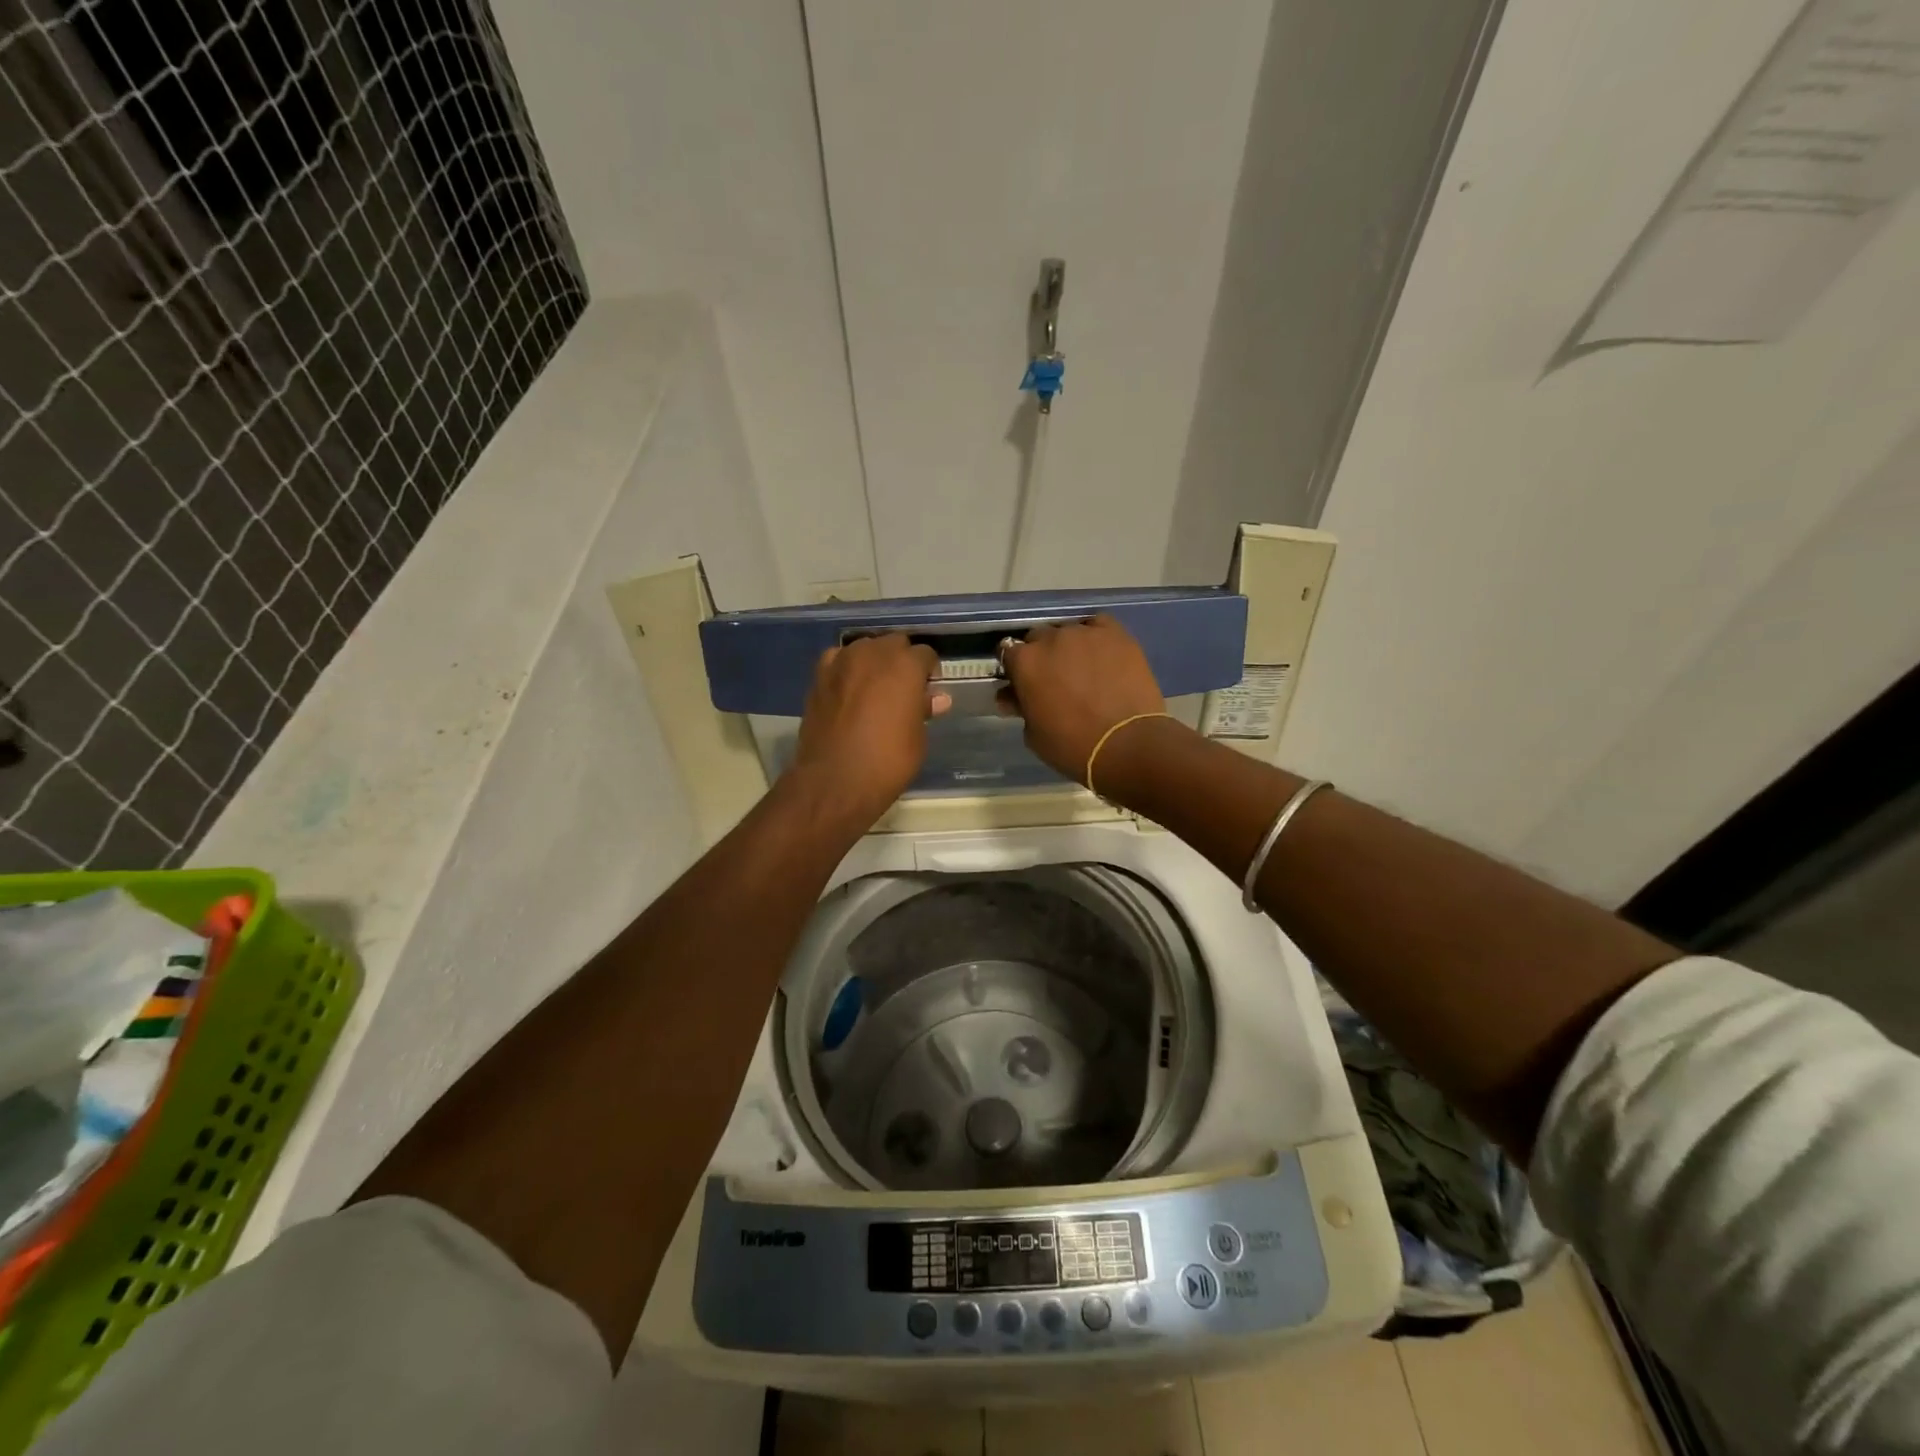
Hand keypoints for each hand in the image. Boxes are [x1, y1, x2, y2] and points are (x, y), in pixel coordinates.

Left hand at [789, 634, 949, 823]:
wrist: (835, 780)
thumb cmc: (888, 762)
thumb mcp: (917, 739)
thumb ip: (924, 710)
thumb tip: (935, 699)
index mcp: (906, 665)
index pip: (925, 654)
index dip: (929, 671)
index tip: (928, 690)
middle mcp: (874, 653)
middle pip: (894, 643)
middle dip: (902, 660)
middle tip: (904, 688)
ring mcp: (842, 662)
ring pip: (864, 648)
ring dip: (874, 661)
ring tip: (875, 687)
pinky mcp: (819, 677)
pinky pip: (837, 660)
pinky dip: (846, 668)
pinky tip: (848, 688)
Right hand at [998, 616, 1166, 782]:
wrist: (1126, 745)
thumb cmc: (1072, 746)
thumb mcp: (1033, 734)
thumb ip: (1020, 707)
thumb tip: (1011, 697)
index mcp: (1025, 662)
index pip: (1008, 652)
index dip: (1015, 667)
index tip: (1022, 682)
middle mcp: (1051, 638)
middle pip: (1038, 637)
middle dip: (1042, 654)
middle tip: (1054, 678)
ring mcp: (1085, 632)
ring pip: (1069, 631)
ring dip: (1070, 646)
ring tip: (1083, 668)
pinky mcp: (1116, 634)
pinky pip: (1099, 625)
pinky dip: (1096, 636)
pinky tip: (1103, 654)